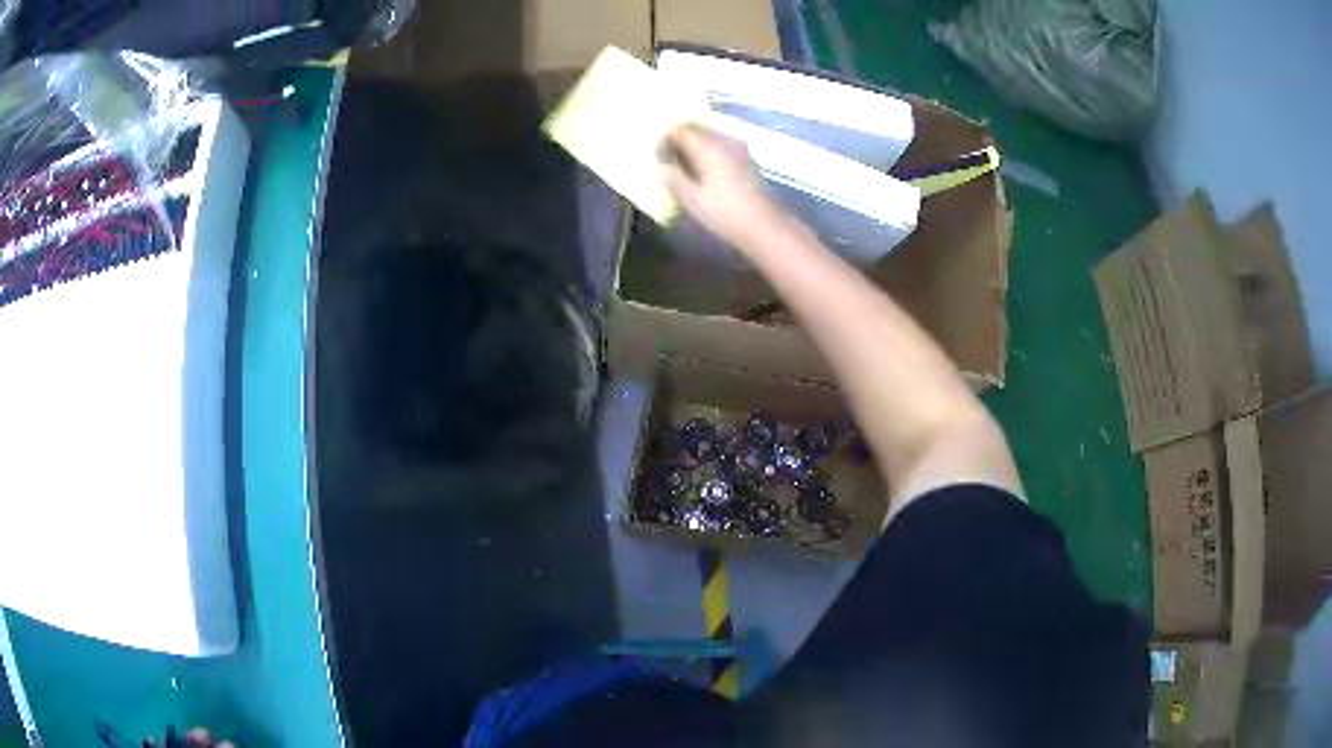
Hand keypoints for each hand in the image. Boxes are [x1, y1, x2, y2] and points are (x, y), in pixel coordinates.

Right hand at [658, 124, 787, 251]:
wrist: (765, 226)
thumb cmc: (725, 213)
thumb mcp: (692, 200)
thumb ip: (673, 179)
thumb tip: (662, 167)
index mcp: (708, 147)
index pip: (680, 130)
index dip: (665, 139)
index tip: (656, 154)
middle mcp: (724, 140)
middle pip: (696, 129)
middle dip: (679, 139)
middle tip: (666, 157)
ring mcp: (738, 148)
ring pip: (709, 136)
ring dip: (694, 145)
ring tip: (682, 164)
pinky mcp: (747, 159)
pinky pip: (720, 146)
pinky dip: (707, 152)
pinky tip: (702, 170)